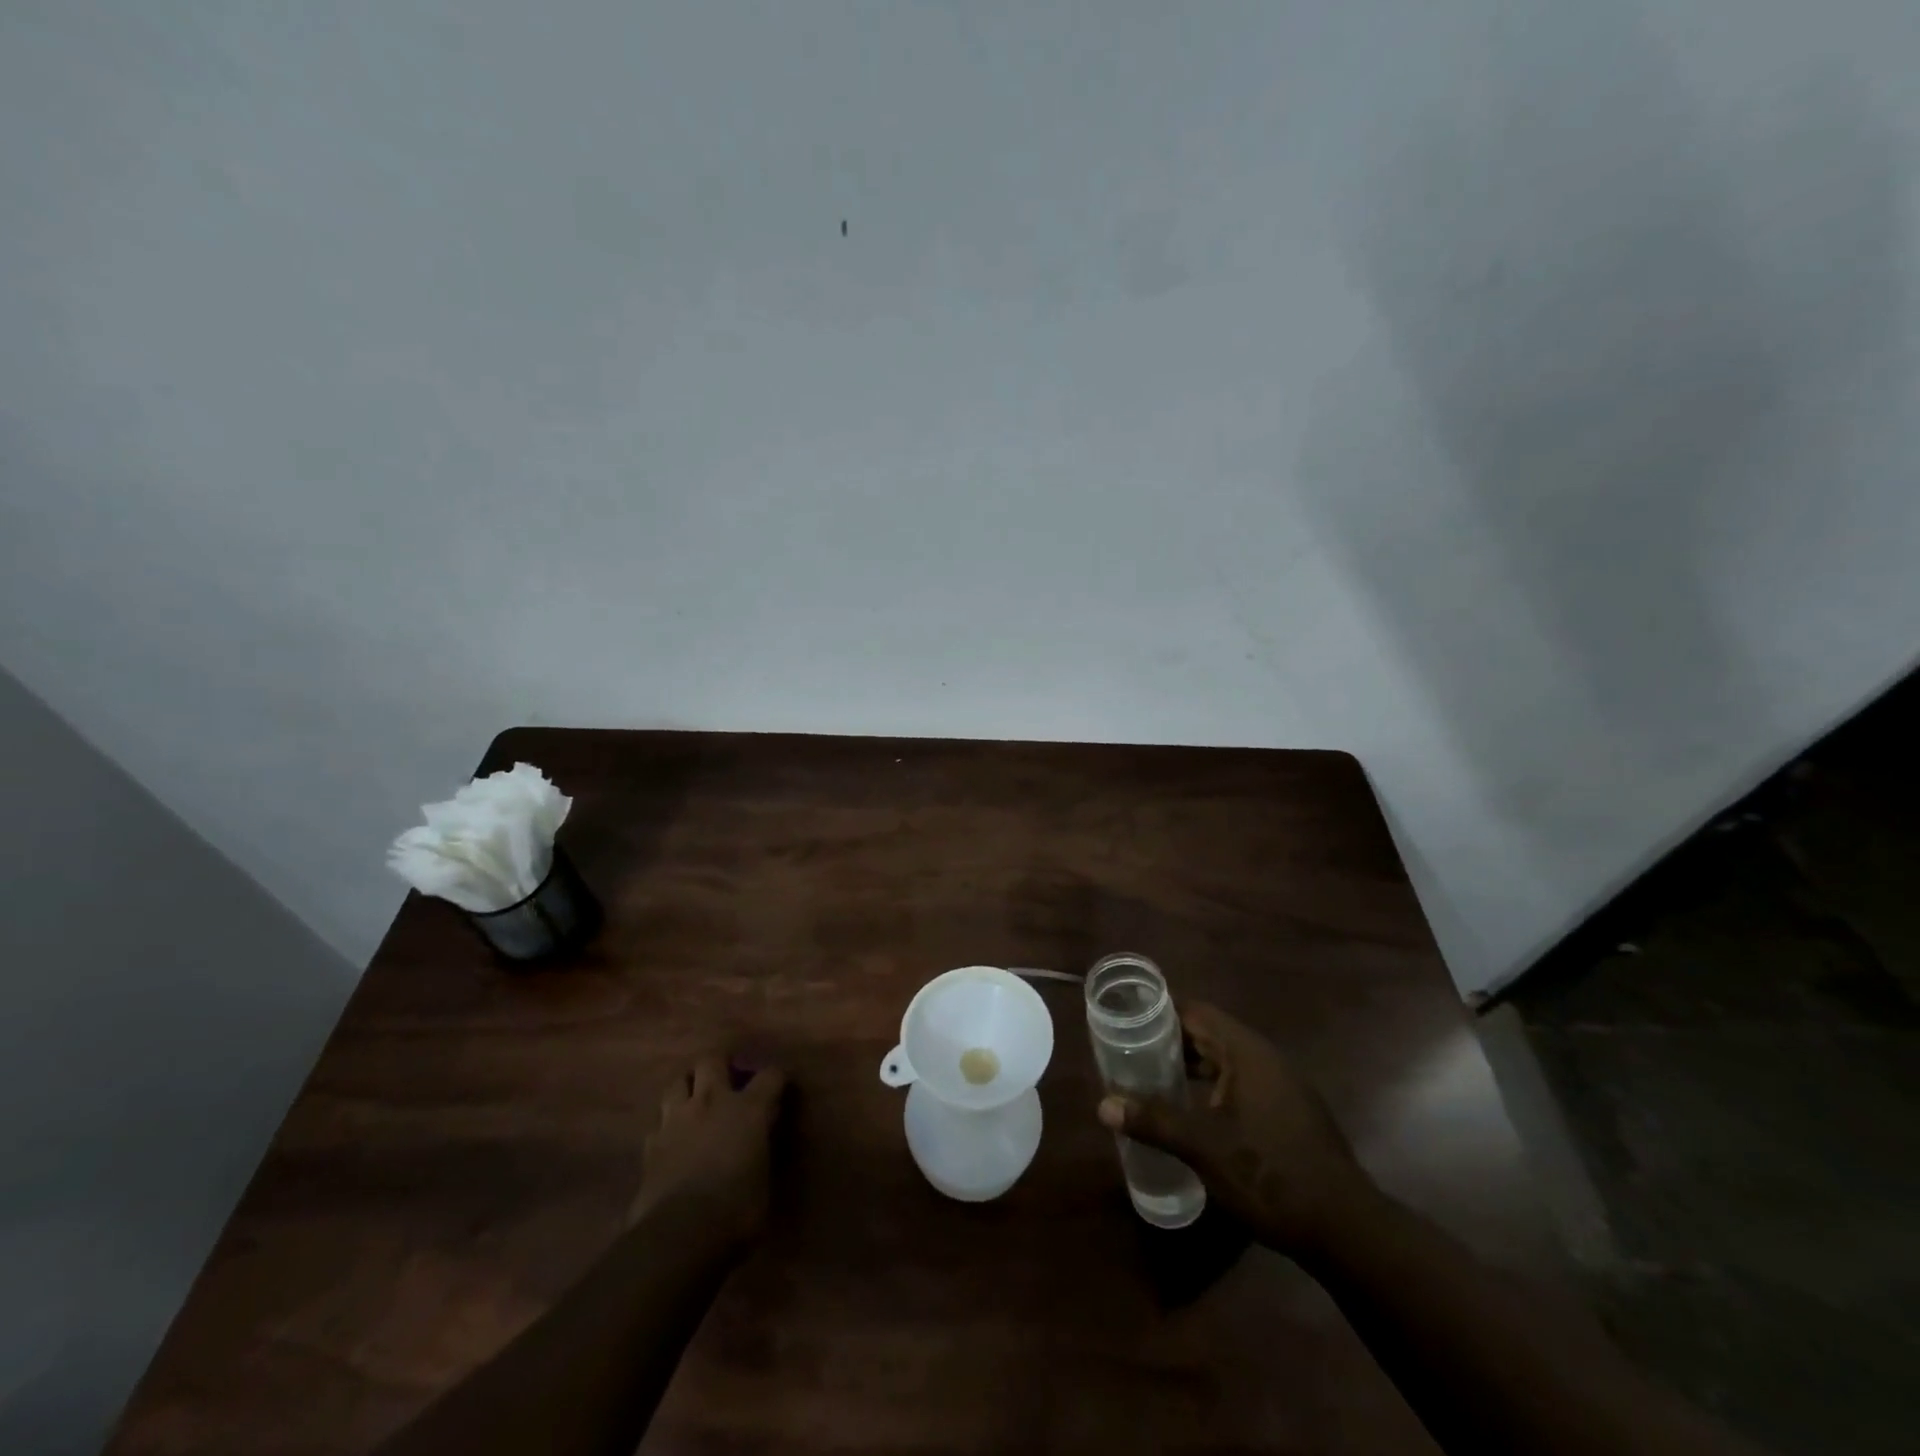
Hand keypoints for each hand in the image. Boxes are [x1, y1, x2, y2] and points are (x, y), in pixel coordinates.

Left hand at [630, 1055, 786, 1253]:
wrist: (677, 1236)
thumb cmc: (735, 1211)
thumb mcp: (764, 1182)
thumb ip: (762, 1152)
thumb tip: (760, 1142)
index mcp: (748, 1109)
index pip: (770, 1075)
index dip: (777, 1078)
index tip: (780, 1088)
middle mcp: (711, 1102)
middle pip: (711, 1060)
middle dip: (720, 1064)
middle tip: (727, 1078)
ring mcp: (676, 1120)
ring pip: (676, 1082)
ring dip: (687, 1086)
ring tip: (695, 1099)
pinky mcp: (650, 1145)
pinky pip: (658, 1122)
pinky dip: (667, 1125)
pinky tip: (672, 1138)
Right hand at [1097, 1003, 1376, 1254]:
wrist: (1345, 1230)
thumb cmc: (1269, 1174)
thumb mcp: (1203, 1146)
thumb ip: (1154, 1120)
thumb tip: (1103, 1105)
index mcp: (1246, 1052)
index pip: (1196, 1012)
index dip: (1160, 1011)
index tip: (1126, 1019)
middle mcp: (1265, 1060)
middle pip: (1210, 1035)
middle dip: (1170, 1042)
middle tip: (1130, 1053)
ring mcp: (1282, 1088)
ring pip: (1226, 1063)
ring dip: (1191, 1068)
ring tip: (1152, 1081)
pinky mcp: (1289, 1115)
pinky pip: (1241, 1086)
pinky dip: (1212, 1090)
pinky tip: (1193, 1114)